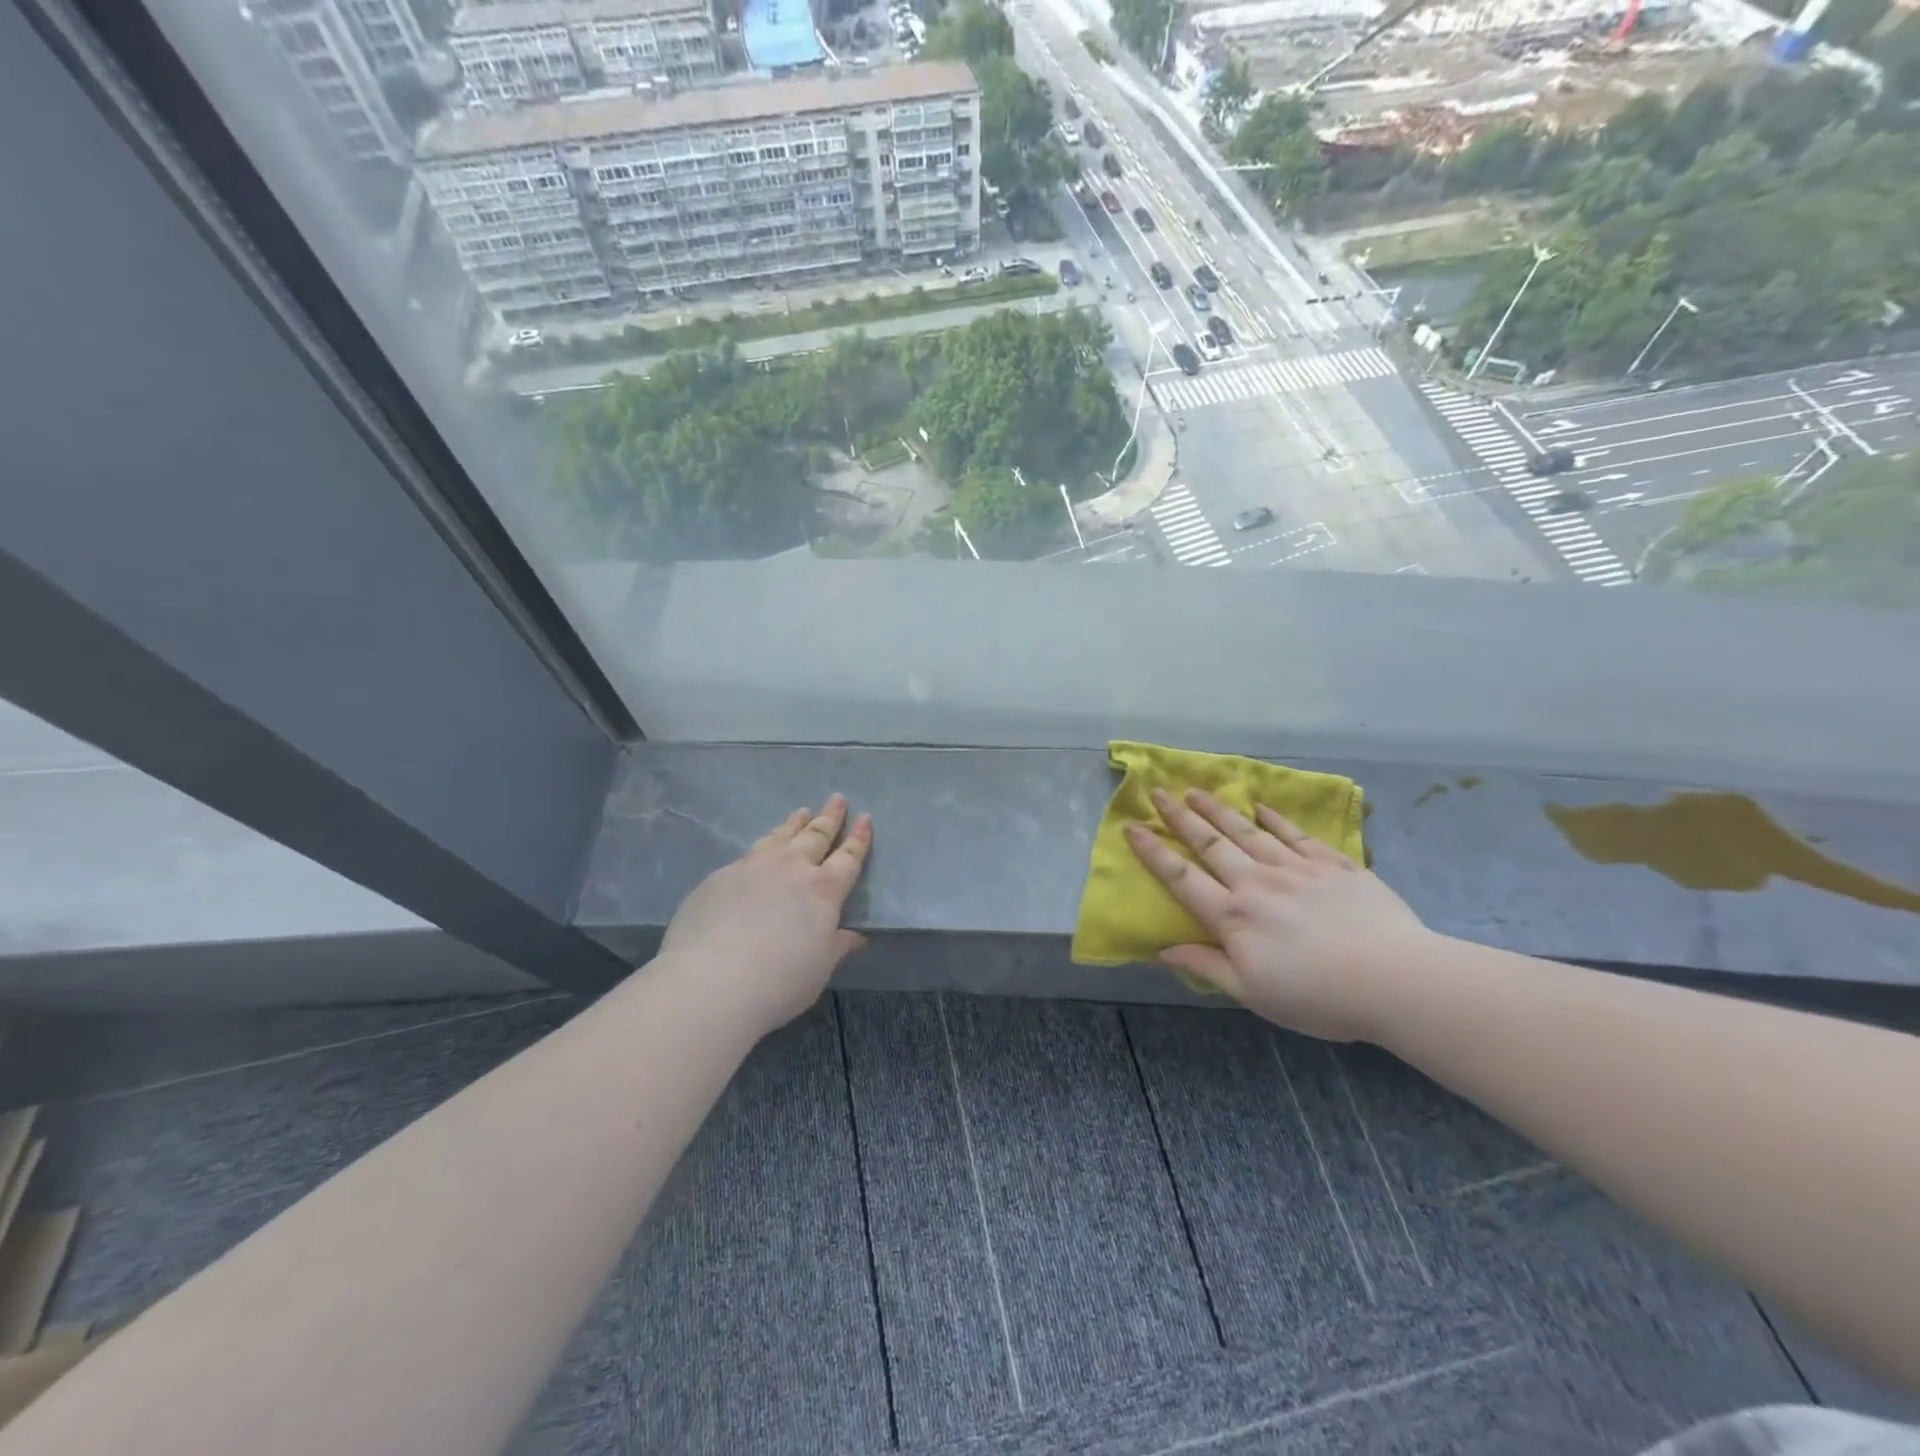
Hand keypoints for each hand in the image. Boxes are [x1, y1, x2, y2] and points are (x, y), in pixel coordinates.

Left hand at [659, 795, 872, 1037]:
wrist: (709, 982)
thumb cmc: (778, 982)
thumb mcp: (819, 969)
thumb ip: (837, 946)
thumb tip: (855, 937)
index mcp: (823, 890)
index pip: (848, 857)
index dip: (858, 838)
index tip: (864, 818)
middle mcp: (790, 868)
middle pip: (815, 836)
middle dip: (829, 817)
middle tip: (837, 799)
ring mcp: (752, 868)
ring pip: (779, 837)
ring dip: (794, 823)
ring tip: (802, 812)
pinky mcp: (719, 877)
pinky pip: (748, 855)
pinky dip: (762, 848)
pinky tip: (759, 854)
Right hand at [1124, 787, 1431, 1042]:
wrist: (1395, 980)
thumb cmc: (1317, 997)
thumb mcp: (1253, 993)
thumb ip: (1207, 966)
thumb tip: (1163, 950)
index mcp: (1233, 916)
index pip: (1181, 877)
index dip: (1152, 852)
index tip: (1131, 827)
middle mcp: (1257, 882)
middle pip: (1210, 843)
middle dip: (1180, 817)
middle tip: (1158, 792)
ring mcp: (1296, 868)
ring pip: (1248, 831)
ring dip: (1219, 810)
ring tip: (1197, 790)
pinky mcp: (1334, 864)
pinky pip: (1295, 834)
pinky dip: (1275, 818)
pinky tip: (1261, 806)